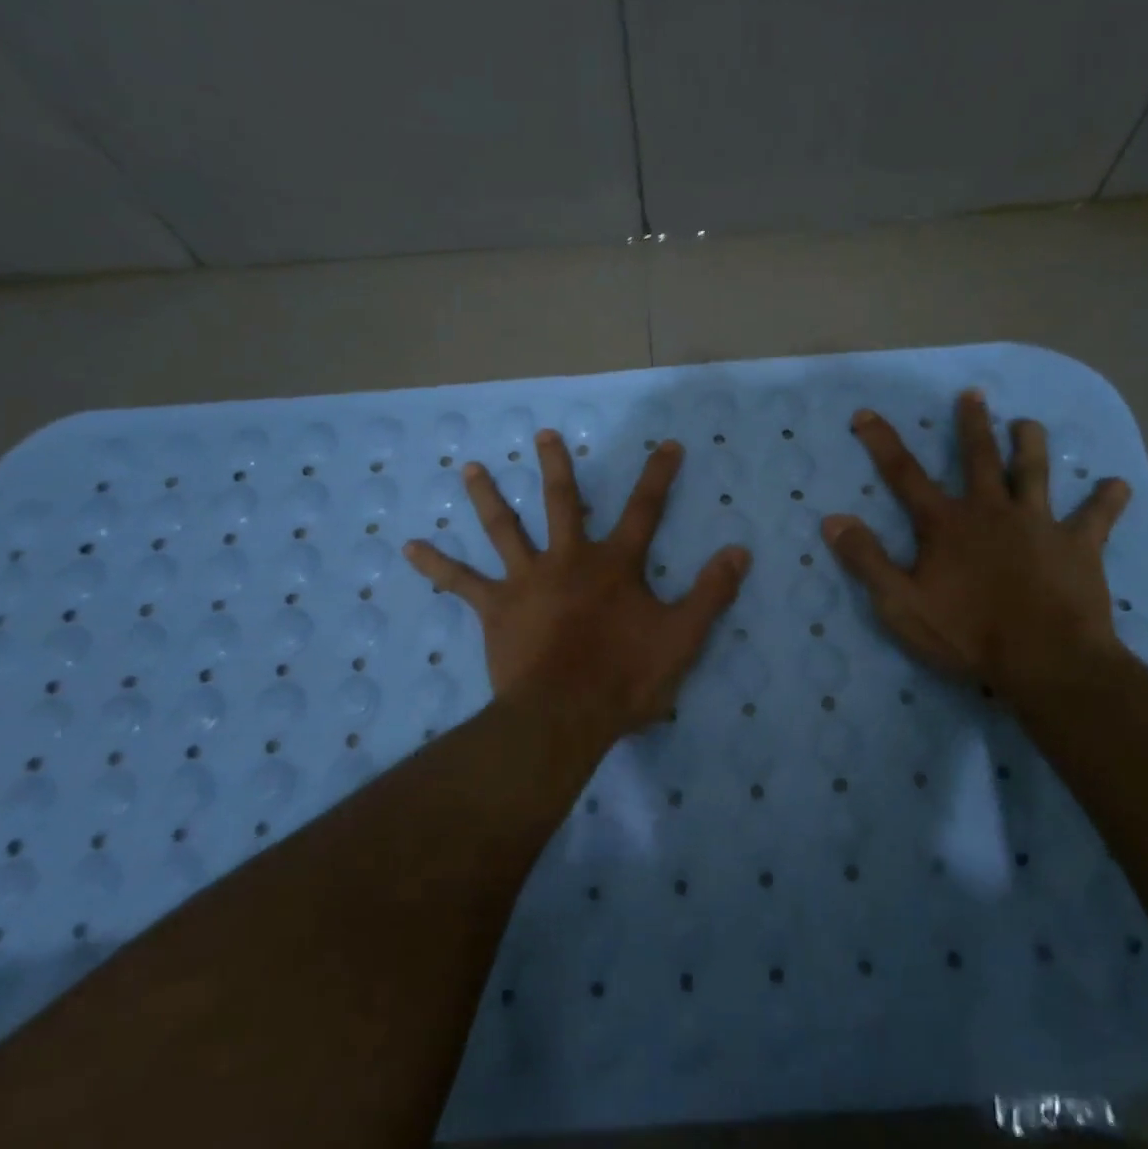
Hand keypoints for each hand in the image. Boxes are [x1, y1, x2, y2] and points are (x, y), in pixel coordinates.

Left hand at [404, 431, 748, 740]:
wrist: (565, 714)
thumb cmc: (626, 677)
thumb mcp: (683, 638)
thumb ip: (711, 593)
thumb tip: (739, 551)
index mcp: (615, 565)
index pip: (644, 509)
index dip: (658, 475)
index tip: (667, 445)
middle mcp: (568, 559)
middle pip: (563, 503)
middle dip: (557, 466)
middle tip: (542, 434)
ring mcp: (527, 580)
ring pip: (504, 528)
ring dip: (486, 496)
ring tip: (468, 468)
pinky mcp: (496, 608)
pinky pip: (459, 583)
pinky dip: (435, 564)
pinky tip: (408, 546)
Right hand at [821, 390, 1131, 702]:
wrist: (1045, 660)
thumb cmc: (967, 634)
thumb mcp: (900, 603)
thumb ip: (866, 560)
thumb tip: (832, 519)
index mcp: (946, 524)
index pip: (904, 474)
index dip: (882, 442)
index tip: (866, 413)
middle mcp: (991, 511)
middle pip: (979, 458)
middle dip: (972, 425)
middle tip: (973, 395)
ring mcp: (1039, 524)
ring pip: (1035, 473)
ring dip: (1031, 445)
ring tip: (1029, 423)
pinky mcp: (1078, 546)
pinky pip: (1097, 517)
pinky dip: (1107, 500)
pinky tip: (1117, 485)